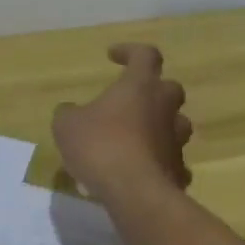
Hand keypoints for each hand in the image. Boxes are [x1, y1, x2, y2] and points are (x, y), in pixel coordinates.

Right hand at [51, 44, 192, 199]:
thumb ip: (69, 113)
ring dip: (159, 127)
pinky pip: (172, 161)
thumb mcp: (67, 125)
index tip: (112, 57)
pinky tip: (142, 172)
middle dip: (152, 91)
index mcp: (140, 86)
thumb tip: (70, 110)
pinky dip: (160, 163)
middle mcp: (164, 108)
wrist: (135, 193)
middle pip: (169, 88)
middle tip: (129, 101)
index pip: (145, 55)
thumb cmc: (100, 146)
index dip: (130, 51)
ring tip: (136, 138)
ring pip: (175, 125)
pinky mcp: (178, 171)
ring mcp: (175, 141)